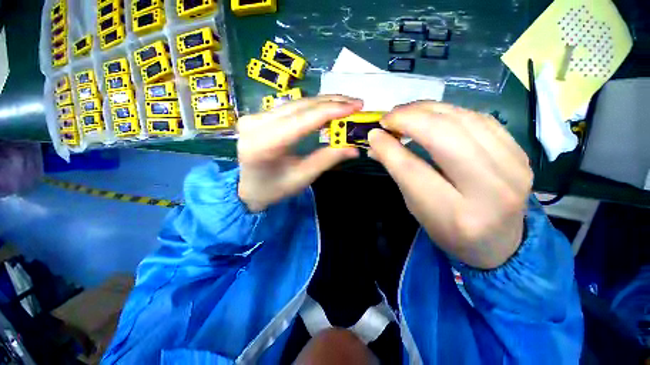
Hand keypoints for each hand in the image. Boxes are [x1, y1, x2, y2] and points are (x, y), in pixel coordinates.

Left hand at [238, 95, 361, 211]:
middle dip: (331, 103)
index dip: (331, 111)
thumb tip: (354, 149)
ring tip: (346, 104)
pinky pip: (290, 107)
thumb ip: (327, 159)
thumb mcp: (302, 177)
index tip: (356, 106)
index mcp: (264, 144)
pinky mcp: (258, 115)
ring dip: (323, 103)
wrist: (249, 188)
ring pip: (296, 103)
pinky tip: (327, 108)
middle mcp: (255, 124)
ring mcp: (254, 117)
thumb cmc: (274, 188)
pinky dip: (312, 107)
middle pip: (300, 107)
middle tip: (356, 103)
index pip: (302, 120)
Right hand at [368, 102, 532, 268]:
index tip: (373, 134)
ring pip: (464, 120)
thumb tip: (376, 143)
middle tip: (388, 117)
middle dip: (410, 119)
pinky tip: (433, 115)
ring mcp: (513, 168)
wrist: (500, 242)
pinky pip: (481, 119)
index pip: (413, 170)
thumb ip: (398, 172)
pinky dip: (450, 112)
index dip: (389, 148)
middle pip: (444, 137)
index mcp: (455, 215)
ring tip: (406, 112)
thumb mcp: (417, 207)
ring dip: (428, 109)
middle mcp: (490, 191)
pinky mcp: (521, 153)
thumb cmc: (449, 230)